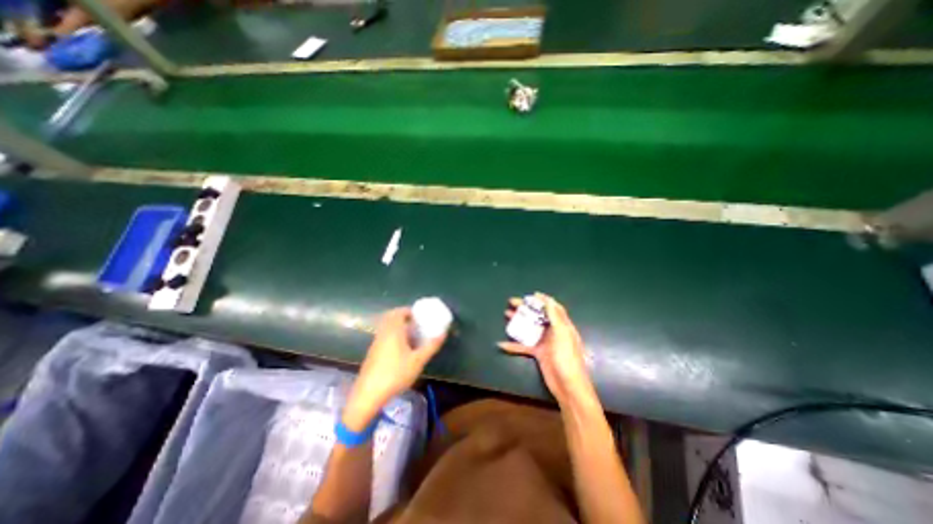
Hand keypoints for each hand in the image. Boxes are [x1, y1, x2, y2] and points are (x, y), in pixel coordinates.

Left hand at [341, 306, 446, 429]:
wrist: (368, 395)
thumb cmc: (395, 374)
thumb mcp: (418, 361)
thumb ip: (431, 346)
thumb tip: (443, 334)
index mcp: (393, 331)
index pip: (399, 312)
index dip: (409, 310)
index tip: (419, 315)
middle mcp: (383, 333)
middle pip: (391, 317)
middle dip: (403, 317)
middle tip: (416, 323)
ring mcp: (376, 343)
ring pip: (387, 327)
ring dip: (398, 327)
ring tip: (412, 335)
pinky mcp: (373, 353)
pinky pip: (384, 336)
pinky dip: (392, 336)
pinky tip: (401, 349)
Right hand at [503, 293, 597, 407]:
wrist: (568, 386)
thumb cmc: (567, 358)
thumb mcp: (563, 334)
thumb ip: (555, 317)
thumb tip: (548, 300)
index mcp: (562, 325)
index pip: (553, 308)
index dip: (543, 300)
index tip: (531, 295)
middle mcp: (553, 331)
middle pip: (538, 316)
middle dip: (526, 308)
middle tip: (512, 302)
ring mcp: (545, 342)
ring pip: (529, 328)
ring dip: (518, 322)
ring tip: (506, 314)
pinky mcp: (538, 353)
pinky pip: (524, 346)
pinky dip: (514, 345)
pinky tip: (502, 344)